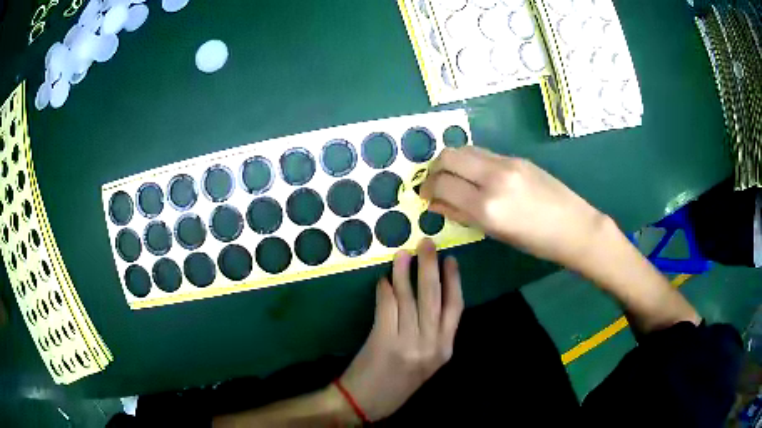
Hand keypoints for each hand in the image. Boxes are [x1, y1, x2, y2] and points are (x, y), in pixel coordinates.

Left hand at [338, 238, 462, 421]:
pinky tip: (384, 279)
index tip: (451, 259)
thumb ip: (432, 335)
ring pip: (410, 298)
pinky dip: (385, 290)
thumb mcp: (426, 364)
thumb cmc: (399, 384)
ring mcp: (408, 343)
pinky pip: (387, 307)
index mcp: (445, 350)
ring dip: (405, 272)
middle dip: (431, 266)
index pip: (455, 308)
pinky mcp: (384, 341)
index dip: (454, 281)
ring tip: (403, 253)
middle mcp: (431, 345)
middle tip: (427, 243)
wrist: (368, 403)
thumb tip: (426, 297)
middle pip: (434, 297)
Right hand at [420, 146, 608, 268]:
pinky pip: (483, 152)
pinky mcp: (517, 158)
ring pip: (464, 149)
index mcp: (487, 207)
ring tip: (452, 177)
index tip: (425, 196)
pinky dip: (470, 160)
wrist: (574, 226)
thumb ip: (462, 214)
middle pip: (448, 156)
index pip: (442, 184)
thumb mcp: (495, 233)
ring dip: (451, 161)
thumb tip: (435, 203)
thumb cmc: (535, 241)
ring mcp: (507, 163)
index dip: (427, 188)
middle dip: (434, 168)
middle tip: (434, 183)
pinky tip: (475, 175)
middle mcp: (493, 178)